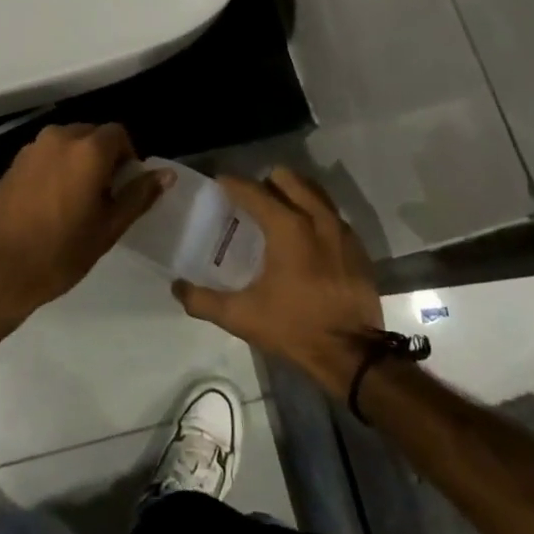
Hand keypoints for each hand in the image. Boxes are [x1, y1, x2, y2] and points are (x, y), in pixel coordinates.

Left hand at [0, 123, 169, 325]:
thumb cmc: (59, 252)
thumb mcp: (108, 228)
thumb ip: (138, 195)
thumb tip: (166, 174)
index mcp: (87, 149)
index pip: (119, 134)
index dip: (129, 157)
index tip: (126, 187)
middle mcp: (59, 138)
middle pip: (93, 135)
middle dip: (104, 158)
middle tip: (105, 196)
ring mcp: (32, 149)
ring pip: (68, 144)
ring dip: (80, 162)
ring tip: (78, 201)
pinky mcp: (14, 163)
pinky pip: (47, 155)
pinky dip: (57, 168)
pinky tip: (53, 203)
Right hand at [171, 167, 382, 396]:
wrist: (353, 355)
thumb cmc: (295, 327)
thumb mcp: (242, 317)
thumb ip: (203, 301)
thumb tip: (176, 287)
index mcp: (287, 226)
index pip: (253, 190)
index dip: (233, 184)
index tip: (219, 183)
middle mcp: (317, 217)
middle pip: (288, 179)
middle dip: (266, 183)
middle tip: (250, 202)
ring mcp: (341, 229)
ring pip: (313, 191)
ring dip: (293, 194)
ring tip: (277, 213)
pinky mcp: (357, 246)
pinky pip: (331, 214)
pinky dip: (314, 215)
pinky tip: (304, 239)